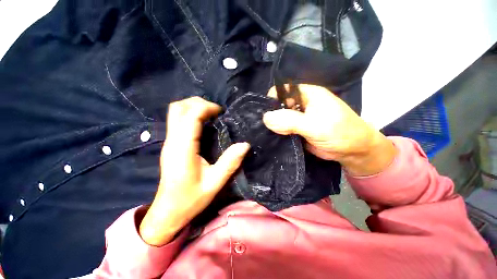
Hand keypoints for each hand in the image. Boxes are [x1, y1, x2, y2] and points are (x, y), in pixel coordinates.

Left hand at [139, 97, 249, 245]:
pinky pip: (178, 120)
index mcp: (183, 149)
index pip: (190, 116)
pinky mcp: (171, 144)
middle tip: (217, 111)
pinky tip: (204, 123)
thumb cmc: (190, 199)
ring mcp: (169, 142)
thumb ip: (230, 163)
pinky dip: (191, 115)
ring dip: (194, 107)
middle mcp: (172, 141)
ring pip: (176, 112)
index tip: (221, 112)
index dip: (206, 108)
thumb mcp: (215, 183)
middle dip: (198, 103)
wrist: (168, 211)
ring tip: (212, 115)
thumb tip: (245, 145)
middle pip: (178, 108)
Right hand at [263, 84, 395, 176]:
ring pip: (280, 118)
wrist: (353, 151)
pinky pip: (283, 129)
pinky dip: (277, 132)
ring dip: (274, 125)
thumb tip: (266, 118)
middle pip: (279, 104)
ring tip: (268, 133)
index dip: (273, 99)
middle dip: (272, 114)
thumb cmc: (339, 133)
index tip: (266, 113)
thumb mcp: (315, 125)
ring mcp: (298, 118)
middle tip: (266, 127)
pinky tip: (273, 138)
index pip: (283, 90)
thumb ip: (290, 121)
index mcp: (307, 94)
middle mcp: (301, 104)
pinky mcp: (297, 130)